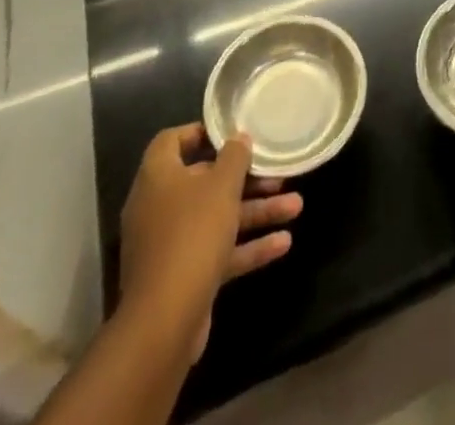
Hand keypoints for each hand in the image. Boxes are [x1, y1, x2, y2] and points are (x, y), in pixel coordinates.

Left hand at [118, 125, 301, 360]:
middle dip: (246, 179)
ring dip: (256, 212)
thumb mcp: (222, 185)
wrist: (164, 322)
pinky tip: (283, 244)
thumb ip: (234, 157)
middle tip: (278, 174)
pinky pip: (217, 252)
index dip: (201, 133)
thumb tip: (238, 138)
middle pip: (205, 182)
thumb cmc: (192, 234)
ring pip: (217, 218)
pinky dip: (247, 247)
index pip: (172, 141)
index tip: (233, 134)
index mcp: (158, 177)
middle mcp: (159, 207)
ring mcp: (169, 245)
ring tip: (296, 207)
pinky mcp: (182, 277)